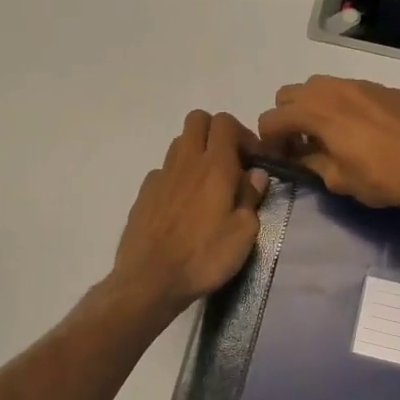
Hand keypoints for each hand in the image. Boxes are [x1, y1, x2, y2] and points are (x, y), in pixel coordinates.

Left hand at [112, 111, 268, 311]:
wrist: (150, 280)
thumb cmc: (204, 257)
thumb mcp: (243, 233)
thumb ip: (250, 197)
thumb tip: (255, 174)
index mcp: (215, 166)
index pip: (225, 122)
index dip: (243, 134)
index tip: (254, 160)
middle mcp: (186, 161)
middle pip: (198, 119)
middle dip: (216, 132)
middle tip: (230, 161)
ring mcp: (161, 175)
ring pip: (179, 143)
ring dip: (196, 152)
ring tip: (208, 184)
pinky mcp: (144, 193)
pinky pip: (164, 170)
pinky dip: (177, 177)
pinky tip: (183, 205)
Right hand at [256, 77, 399, 213]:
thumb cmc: (382, 178)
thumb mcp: (338, 180)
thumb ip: (311, 163)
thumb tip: (300, 156)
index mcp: (317, 112)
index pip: (272, 118)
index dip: (269, 140)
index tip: (280, 158)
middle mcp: (334, 89)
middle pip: (290, 93)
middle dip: (288, 117)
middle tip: (301, 143)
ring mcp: (361, 84)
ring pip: (321, 86)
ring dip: (314, 106)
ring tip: (330, 134)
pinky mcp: (384, 89)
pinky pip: (351, 89)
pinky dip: (343, 104)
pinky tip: (362, 129)